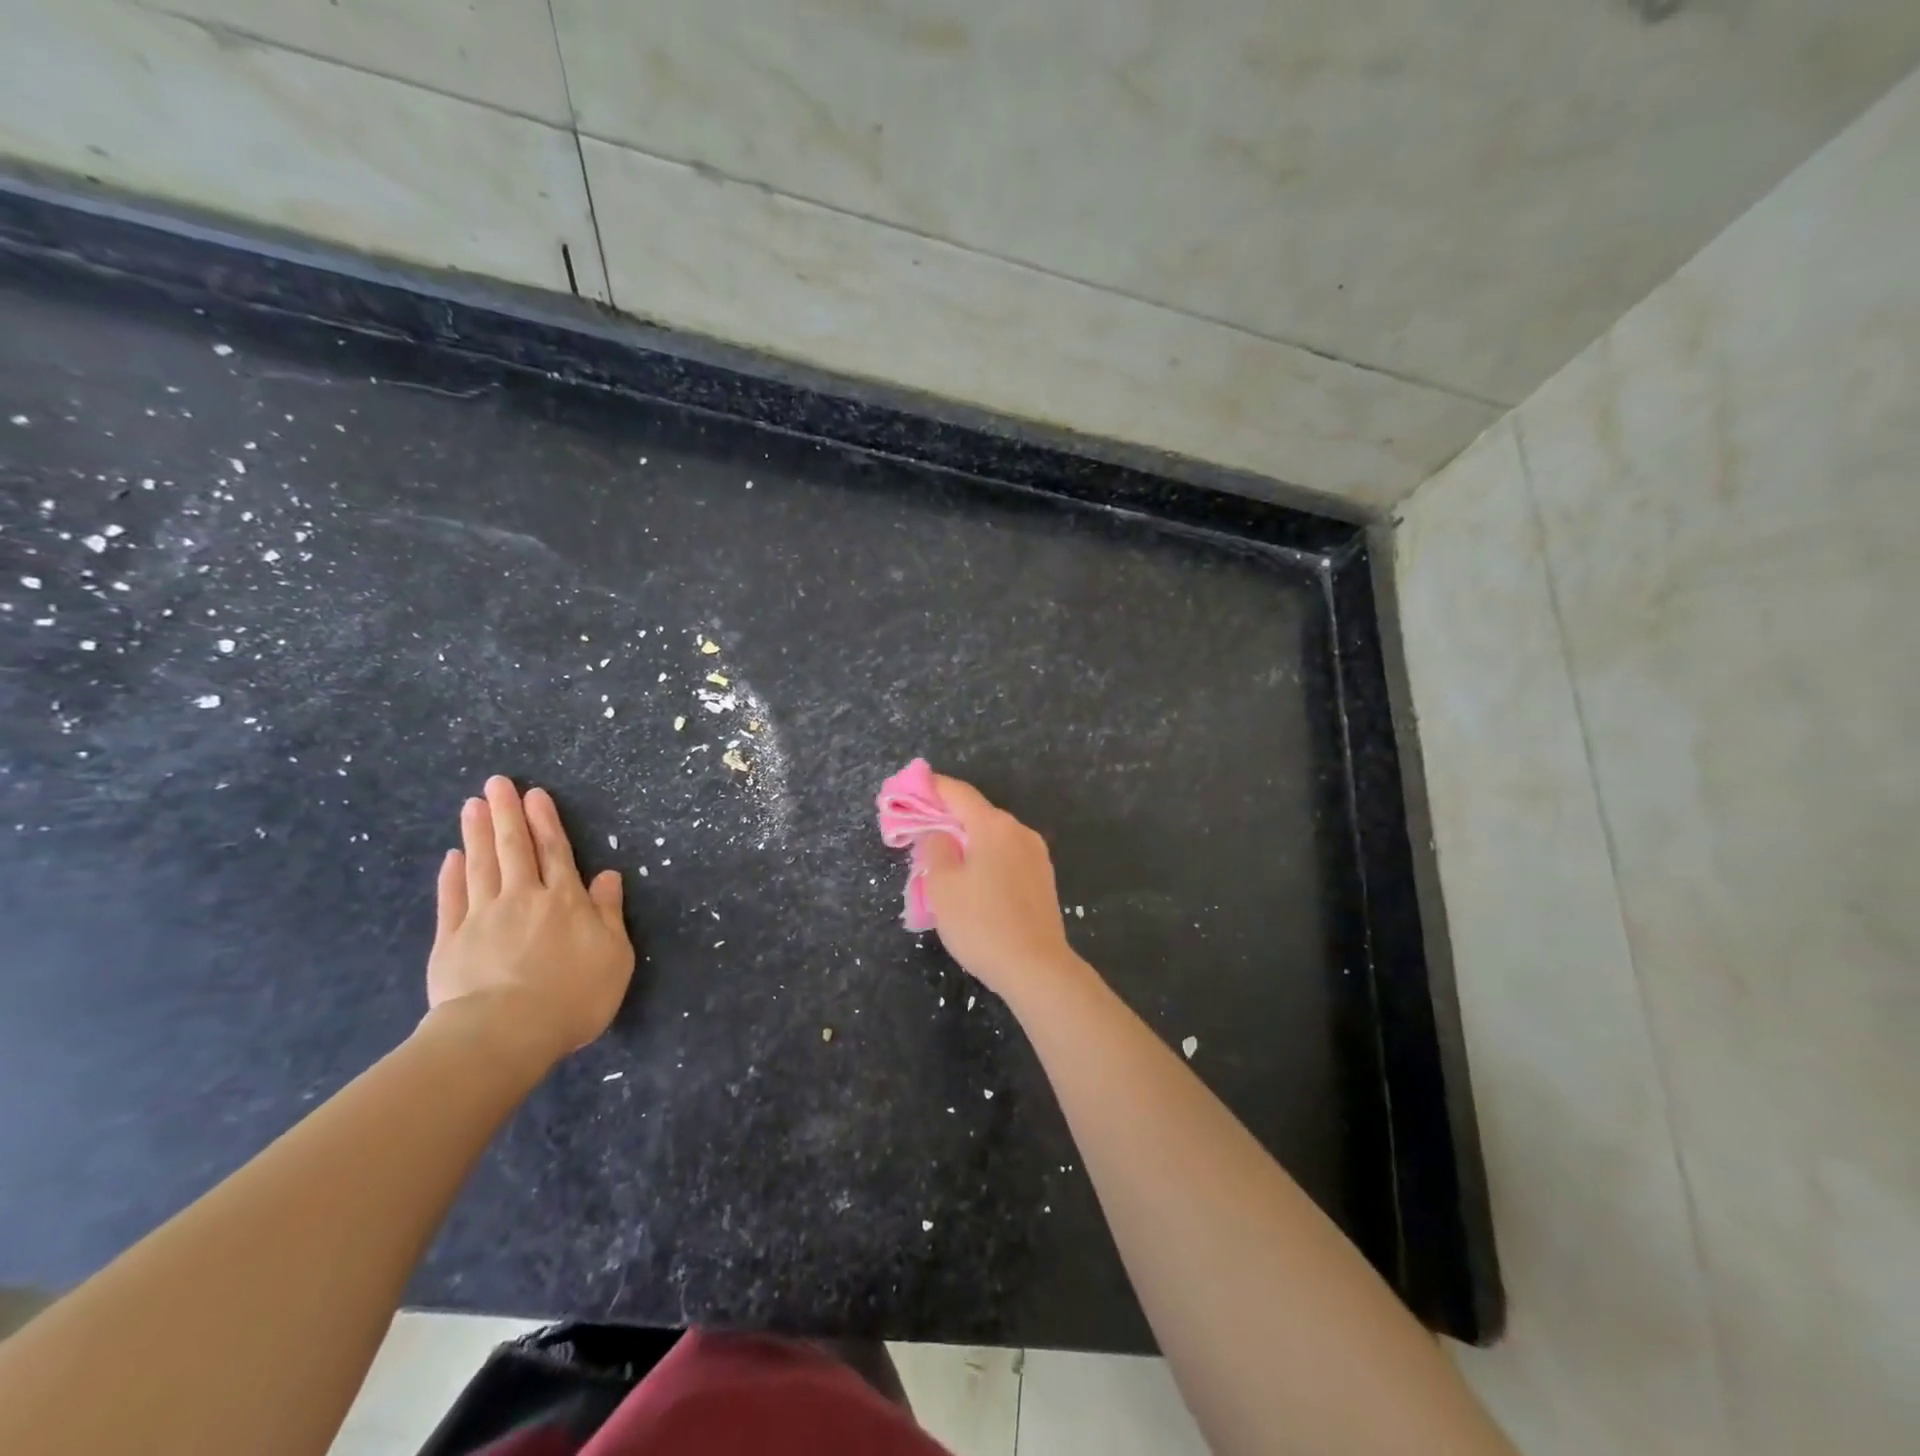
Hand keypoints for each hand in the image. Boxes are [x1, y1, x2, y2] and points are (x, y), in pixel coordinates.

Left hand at [426, 776, 633, 1065]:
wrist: (505, 1033)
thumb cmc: (573, 996)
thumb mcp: (613, 955)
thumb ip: (608, 913)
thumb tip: (607, 875)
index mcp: (565, 901)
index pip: (555, 852)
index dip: (545, 821)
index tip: (534, 794)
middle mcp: (523, 899)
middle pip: (514, 849)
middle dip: (506, 814)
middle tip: (496, 783)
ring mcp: (483, 918)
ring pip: (481, 866)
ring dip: (477, 834)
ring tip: (473, 805)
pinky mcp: (451, 942)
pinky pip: (452, 899)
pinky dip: (452, 876)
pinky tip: (451, 857)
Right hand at [921, 775, 1079, 999]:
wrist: (1037, 968)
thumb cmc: (982, 924)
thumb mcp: (942, 885)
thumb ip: (934, 848)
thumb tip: (937, 832)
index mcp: (994, 825)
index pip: (957, 792)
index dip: (930, 788)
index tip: (906, 791)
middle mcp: (1019, 831)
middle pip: (976, 814)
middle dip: (945, 820)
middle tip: (917, 835)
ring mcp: (1036, 854)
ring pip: (991, 837)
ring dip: (965, 843)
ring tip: (941, 864)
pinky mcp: (1043, 878)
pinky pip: (1006, 857)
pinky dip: (984, 859)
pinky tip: (971, 883)